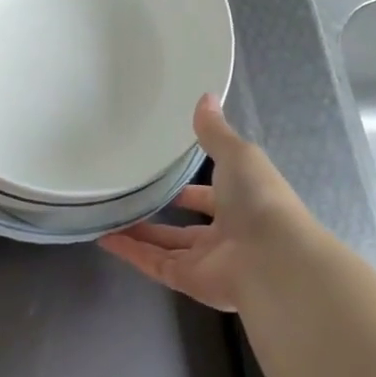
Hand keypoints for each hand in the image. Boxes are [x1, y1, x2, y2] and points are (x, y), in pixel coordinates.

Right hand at [98, 95, 311, 312]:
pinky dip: (130, 253)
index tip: (162, 177)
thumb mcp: (237, 155)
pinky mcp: (188, 280)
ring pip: (165, 247)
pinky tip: (104, 238)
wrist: (272, 258)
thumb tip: (204, 96)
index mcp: (241, 205)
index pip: (210, 197)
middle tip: (126, 199)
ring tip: (105, 217)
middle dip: (159, 215)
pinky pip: (154, 265)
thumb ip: (215, 133)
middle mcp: (225, 235)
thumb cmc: (258, 200)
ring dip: (137, 234)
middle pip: (185, 227)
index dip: (189, 190)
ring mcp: (206, 261)